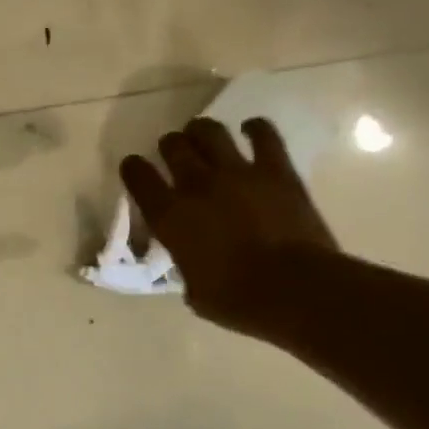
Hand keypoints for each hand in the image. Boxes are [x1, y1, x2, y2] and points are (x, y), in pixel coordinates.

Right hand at [120, 117, 338, 337]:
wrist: (295, 289)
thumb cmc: (238, 300)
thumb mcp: (194, 290)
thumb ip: (186, 264)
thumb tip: (192, 260)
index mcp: (170, 216)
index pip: (138, 177)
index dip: (133, 169)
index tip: (135, 168)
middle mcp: (196, 185)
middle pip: (173, 145)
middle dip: (170, 146)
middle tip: (174, 153)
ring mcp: (237, 172)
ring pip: (209, 131)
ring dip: (202, 131)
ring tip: (203, 136)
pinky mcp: (276, 170)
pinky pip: (263, 135)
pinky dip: (255, 128)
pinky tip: (251, 129)